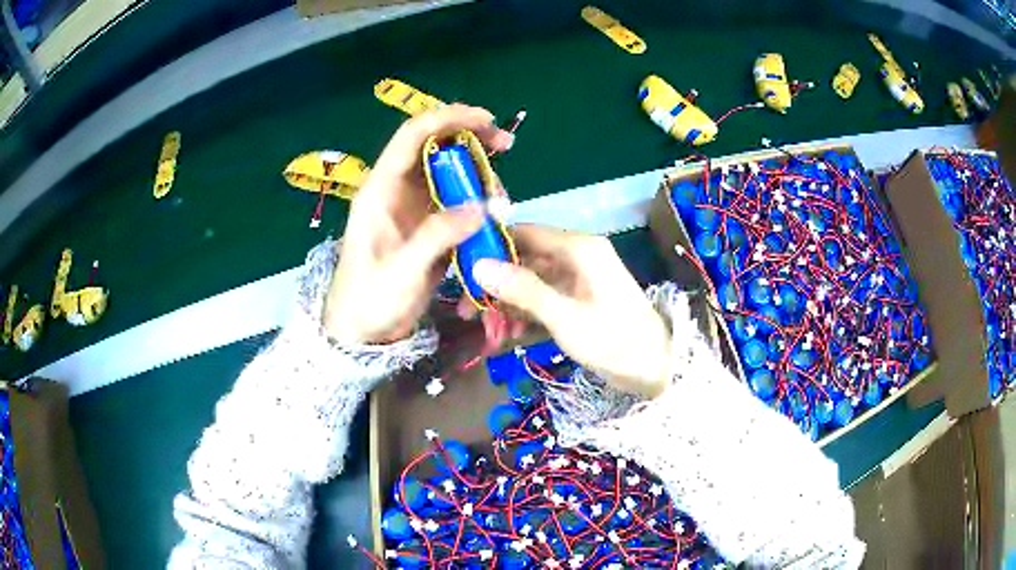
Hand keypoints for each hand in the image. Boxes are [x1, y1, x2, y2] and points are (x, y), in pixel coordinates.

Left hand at [323, 104, 514, 344]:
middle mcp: (397, 191)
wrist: (361, 333)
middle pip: (435, 147)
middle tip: (506, 146)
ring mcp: (413, 208)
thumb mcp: (401, 271)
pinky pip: (456, 201)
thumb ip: (437, 236)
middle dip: (472, 139)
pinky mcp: (427, 227)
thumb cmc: (370, 301)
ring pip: (449, 173)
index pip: (412, 136)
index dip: (448, 118)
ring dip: (479, 175)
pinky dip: (478, 202)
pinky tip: (493, 215)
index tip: (487, 119)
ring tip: (501, 199)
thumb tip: (482, 206)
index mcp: (380, 190)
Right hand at [472, 226, 672, 397]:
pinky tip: (511, 335)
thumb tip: (478, 265)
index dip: (491, 246)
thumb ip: (523, 289)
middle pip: (524, 259)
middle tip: (469, 312)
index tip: (461, 270)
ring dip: (508, 305)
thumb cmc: (614, 340)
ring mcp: (579, 278)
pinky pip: (544, 298)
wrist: (656, 369)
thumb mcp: (564, 317)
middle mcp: (577, 255)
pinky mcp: (579, 298)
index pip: (524, 231)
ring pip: (531, 282)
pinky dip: (527, 314)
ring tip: (490, 333)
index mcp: (578, 248)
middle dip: (496, 285)